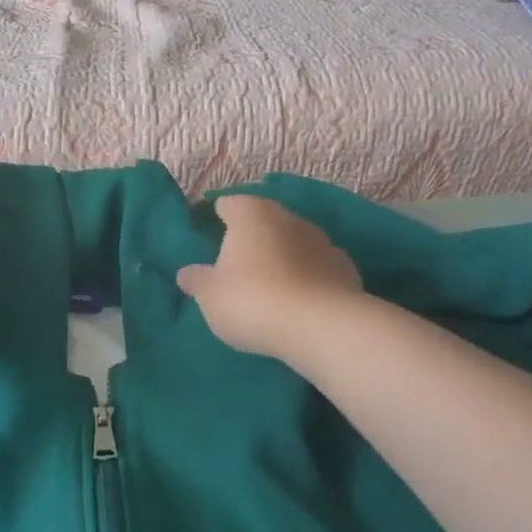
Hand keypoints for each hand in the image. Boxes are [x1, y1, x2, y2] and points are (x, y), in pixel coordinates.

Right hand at [176, 195, 363, 361]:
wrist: (321, 327)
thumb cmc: (252, 300)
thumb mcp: (210, 295)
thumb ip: (197, 280)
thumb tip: (186, 273)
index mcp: (251, 213)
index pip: (228, 204)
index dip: (217, 217)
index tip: (208, 235)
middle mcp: (288, 217)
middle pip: (264, 220)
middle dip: (252, 237)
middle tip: (236, 263)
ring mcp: (322, 241)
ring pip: (293, 242)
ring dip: (282, 256)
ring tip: (269, 284)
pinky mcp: (345, 268)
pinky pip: (317, 267)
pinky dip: (307, 277)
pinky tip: (299, 300)